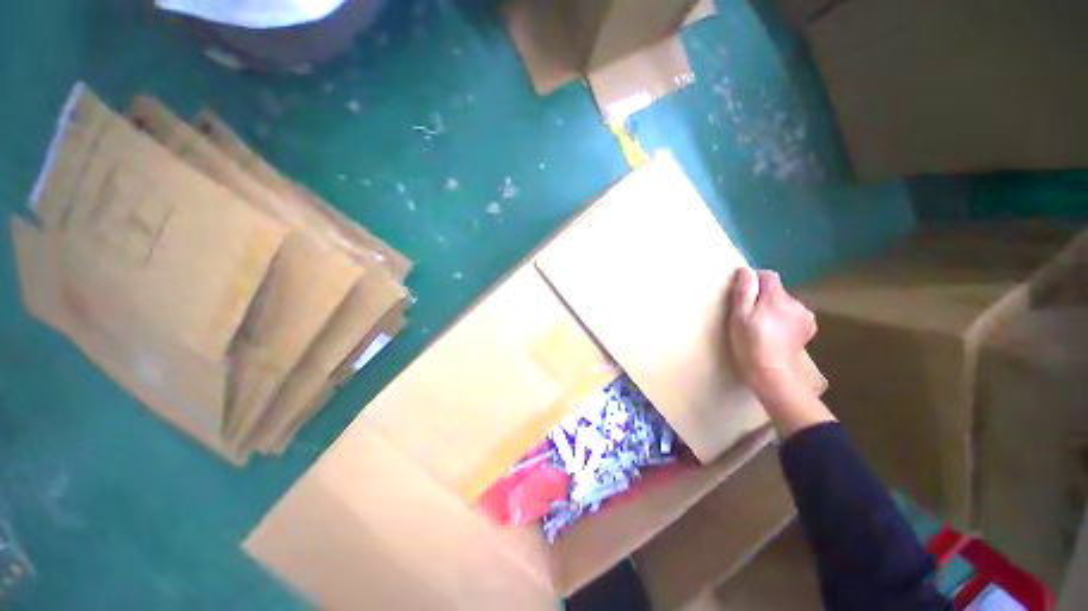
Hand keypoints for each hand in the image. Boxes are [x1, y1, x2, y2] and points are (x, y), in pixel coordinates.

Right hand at [728, 268, 817, 402]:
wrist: (772, 375)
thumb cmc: (749, 345)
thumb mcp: (738, 317)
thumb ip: (743, 292)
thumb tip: (745, 271)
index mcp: (777, 298)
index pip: (768, 276)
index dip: (753, 281)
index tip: (742, 295)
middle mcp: (796, 303)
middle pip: (777, 290)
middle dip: (762, 297)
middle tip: (749, 315)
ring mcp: (805, 317)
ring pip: (784, 303)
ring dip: (774, 308)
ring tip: (762, 326)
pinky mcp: (808, 329)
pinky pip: (793, 315)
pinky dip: (784, 319)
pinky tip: (776, 333)